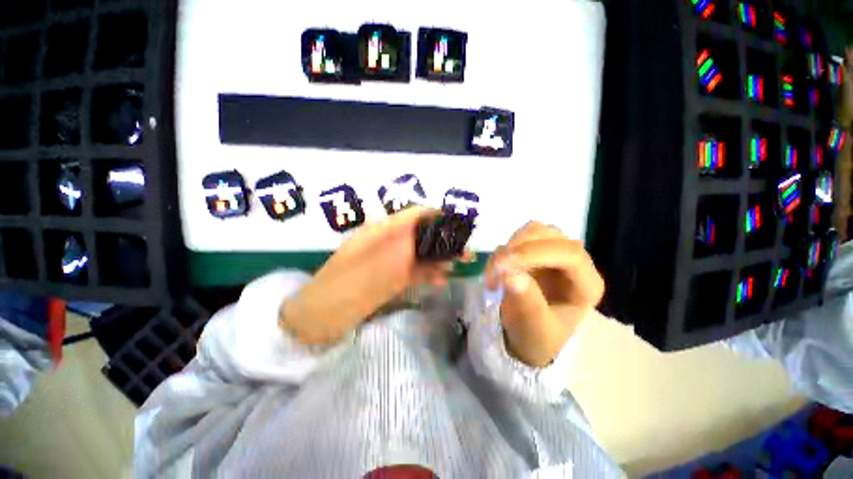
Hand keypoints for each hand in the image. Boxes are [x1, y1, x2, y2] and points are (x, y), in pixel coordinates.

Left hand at [280, 207, 458, 344]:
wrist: (322, 315)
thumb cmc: (343, 286)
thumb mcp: (372, 262)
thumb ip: (398, 245)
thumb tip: (421, 230)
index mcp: (380, 231)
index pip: (412, 215)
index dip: (434, 215)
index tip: (456, 223)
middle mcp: (388, 243)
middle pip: (420, 235)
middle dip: (443, 240)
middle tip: (465, 248)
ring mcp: (391, 262)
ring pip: (420, 254)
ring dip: (440, 258)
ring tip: (461, 263)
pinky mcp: (392, 278)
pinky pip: (414, 272)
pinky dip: (429, 274)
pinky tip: (443, 279)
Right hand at [485, 222, 604, 366]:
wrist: (525, 334)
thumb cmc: (537, 337)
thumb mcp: (534, 328)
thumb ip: (526, 303)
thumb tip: (510, 274)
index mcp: (586, 284)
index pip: (569, 253)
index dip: (535, 253)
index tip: (504, 265)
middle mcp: (573, 262)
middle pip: (548, 235)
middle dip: (517, 249)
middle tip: (494, 272)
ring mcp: (552, 253)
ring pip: (531, 231)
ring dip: (507, 249)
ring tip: (493, 275)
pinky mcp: (533, 252)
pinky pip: (515, 239)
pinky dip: (501, 252)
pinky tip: (494, 273)